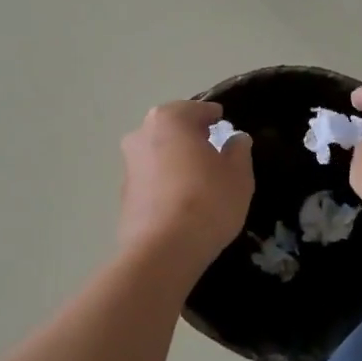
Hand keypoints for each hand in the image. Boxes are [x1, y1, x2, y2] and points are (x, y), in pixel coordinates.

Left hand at [118, 101, 253, 269]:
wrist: (163, 250)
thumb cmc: (207, 201)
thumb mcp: (238, 174)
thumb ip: (238, 151)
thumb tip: (235, 140)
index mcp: (170, 119)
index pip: (198, 110)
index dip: (216, 119)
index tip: (226, 130)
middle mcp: (141, 134)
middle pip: (174, 129)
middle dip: (192, 138)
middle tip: (215, 154)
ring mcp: (128, 164)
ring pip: (160, 154)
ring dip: (177, 161)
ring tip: (201, 182)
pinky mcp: (123, 194)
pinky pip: (152, 179)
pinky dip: (166, 183)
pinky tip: (183, 202)